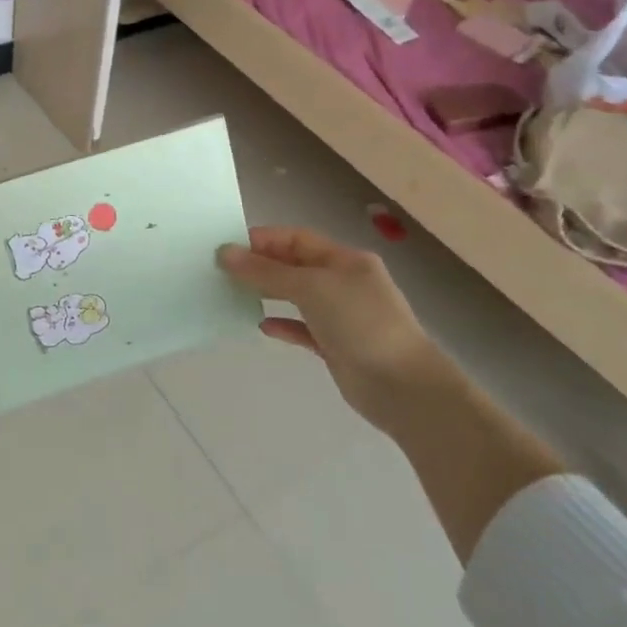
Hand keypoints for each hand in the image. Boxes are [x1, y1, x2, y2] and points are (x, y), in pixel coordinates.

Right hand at [216, 226, 439, 417]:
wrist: (403, 386)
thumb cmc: (360, 323)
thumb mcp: (311, 288)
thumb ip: (266, 272)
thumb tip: (225, 253)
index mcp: (345, 260)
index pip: (297, 239)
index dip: (263, 239)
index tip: (227, 247)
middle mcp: (344, 283)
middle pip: (295, 266)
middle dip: (261, 266)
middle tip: (223, 271)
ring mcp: (341, 316)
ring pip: (297, 297)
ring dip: (268, 294)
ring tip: (233, 294)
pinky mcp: (336, 346)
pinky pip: (302, 328)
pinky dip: (283, 325)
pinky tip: (261, 326)